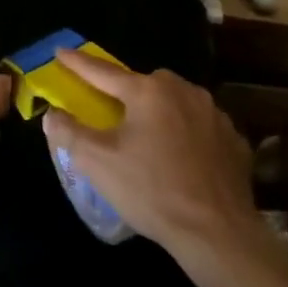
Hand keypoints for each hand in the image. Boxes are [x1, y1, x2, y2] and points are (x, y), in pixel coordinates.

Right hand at [43, 49, 275, 274]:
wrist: (218, 235)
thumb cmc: (151, 190)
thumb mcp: (97, 162)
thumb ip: (69, 132)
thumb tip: (52, 114)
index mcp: (148, 91)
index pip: (102, 71)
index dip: (77, 62)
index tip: (60, 51)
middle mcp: (184, 92)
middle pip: (144, 84)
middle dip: (126, 91)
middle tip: (112, 112)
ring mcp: (215, 116)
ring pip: (176, 102)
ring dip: (159, 112)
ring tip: (149, 137)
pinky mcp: (235, 142)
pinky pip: (201, 128)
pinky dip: (187, 134)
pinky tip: (181, 159)